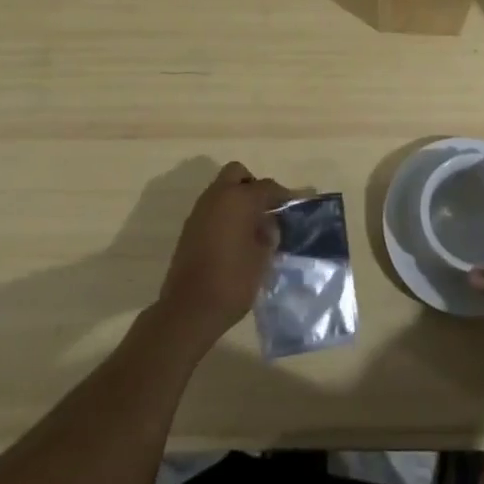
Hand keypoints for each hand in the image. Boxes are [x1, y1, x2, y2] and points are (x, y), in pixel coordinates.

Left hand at [156, 162, 299, 346]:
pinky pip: (212, 207)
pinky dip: (224, 213)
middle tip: (265, 209)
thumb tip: (269, 223)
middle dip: (253, 185)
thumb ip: (269, 234)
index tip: (294, 206)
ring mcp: (200, 210)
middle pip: (237, 174)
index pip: (267, 186)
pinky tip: (234, 237)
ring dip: (236, 199)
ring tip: (252, 225)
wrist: (189, 309)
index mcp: (239, 199)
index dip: (283, 195)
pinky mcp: (189, 227)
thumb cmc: (233, 281)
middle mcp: (217, 196)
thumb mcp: (263, 258)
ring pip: (222, 189)